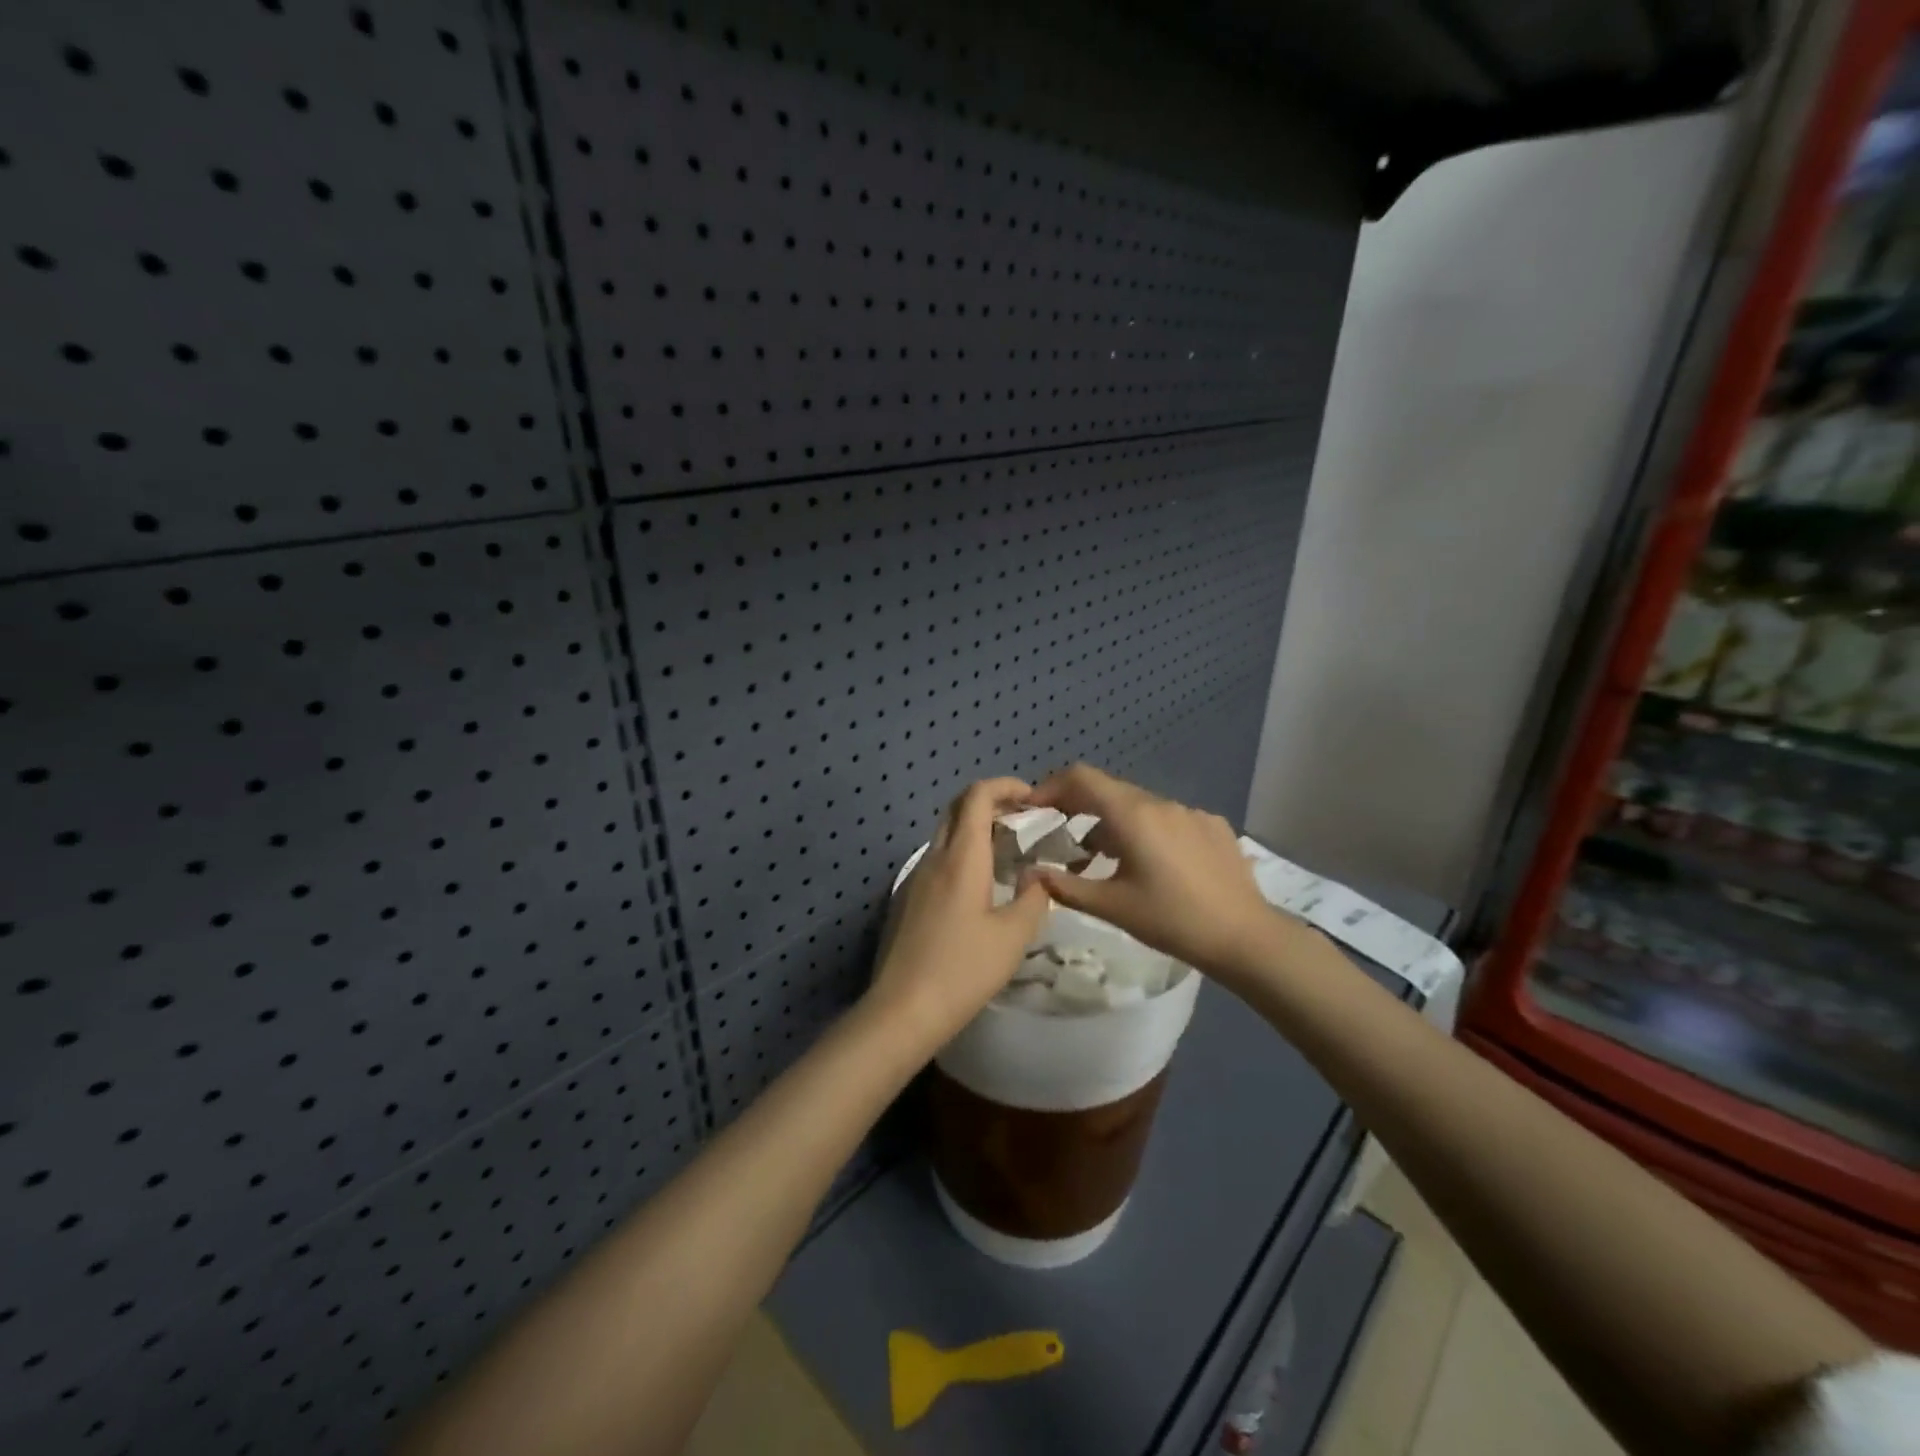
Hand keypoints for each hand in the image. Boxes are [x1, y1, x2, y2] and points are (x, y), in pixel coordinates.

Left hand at [865, 777, 1052, 1049]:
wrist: (903, 1009)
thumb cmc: (963, 970)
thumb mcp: (1013, 936)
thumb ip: (1033, 898)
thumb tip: (1037, 876)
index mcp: (961, 857)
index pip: (977, 796)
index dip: (1005, 786)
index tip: (1032, 798)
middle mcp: (934, 857)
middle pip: (958, 809)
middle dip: (991, 803)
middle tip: (1023, 821)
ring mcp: (914, 878)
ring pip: (945, 834)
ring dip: (975, 830)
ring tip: (1007, 852)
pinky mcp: (906, 899)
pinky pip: (937, 860)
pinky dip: (961, 854)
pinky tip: (979, 886)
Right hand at [1025, 764, 1283, 978]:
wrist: (1245, 937)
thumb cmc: (1171, 920)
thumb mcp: (1111, 906)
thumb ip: (1064, 885)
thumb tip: (1029, 872)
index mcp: (1132, 815)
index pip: (1081, 778)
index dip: (1051, 786)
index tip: (1035, 809)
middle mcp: (1160, 802)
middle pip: (1109, 790)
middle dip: (1079, 807)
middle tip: (1062, 837)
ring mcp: (1191, 811)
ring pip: (1139, 805)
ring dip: (1113, 822)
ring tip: (1104, 858)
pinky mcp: (1213, 825)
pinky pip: (1169, 818)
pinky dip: (1148, 831)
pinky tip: (1154, 865)